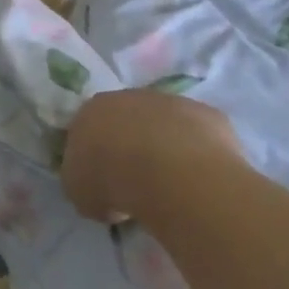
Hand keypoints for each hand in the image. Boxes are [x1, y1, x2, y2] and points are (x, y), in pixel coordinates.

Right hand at [61, 90, 244, 223]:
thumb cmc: (113, 181)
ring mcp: (171, 102)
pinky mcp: (207, 115)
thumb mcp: (80, 192)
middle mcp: (129, 97)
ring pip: (166, 125)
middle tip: (139, 182)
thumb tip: (97, 187)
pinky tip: (200, 180)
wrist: (169, 173)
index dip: (97, 155)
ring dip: (167, 147)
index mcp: (92, 110)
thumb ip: (84, 181)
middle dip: (132, 146)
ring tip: (173, 185)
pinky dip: (200, 155)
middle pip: (129, 121)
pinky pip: (201, 136)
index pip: (89, 128)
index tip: (105, 181)